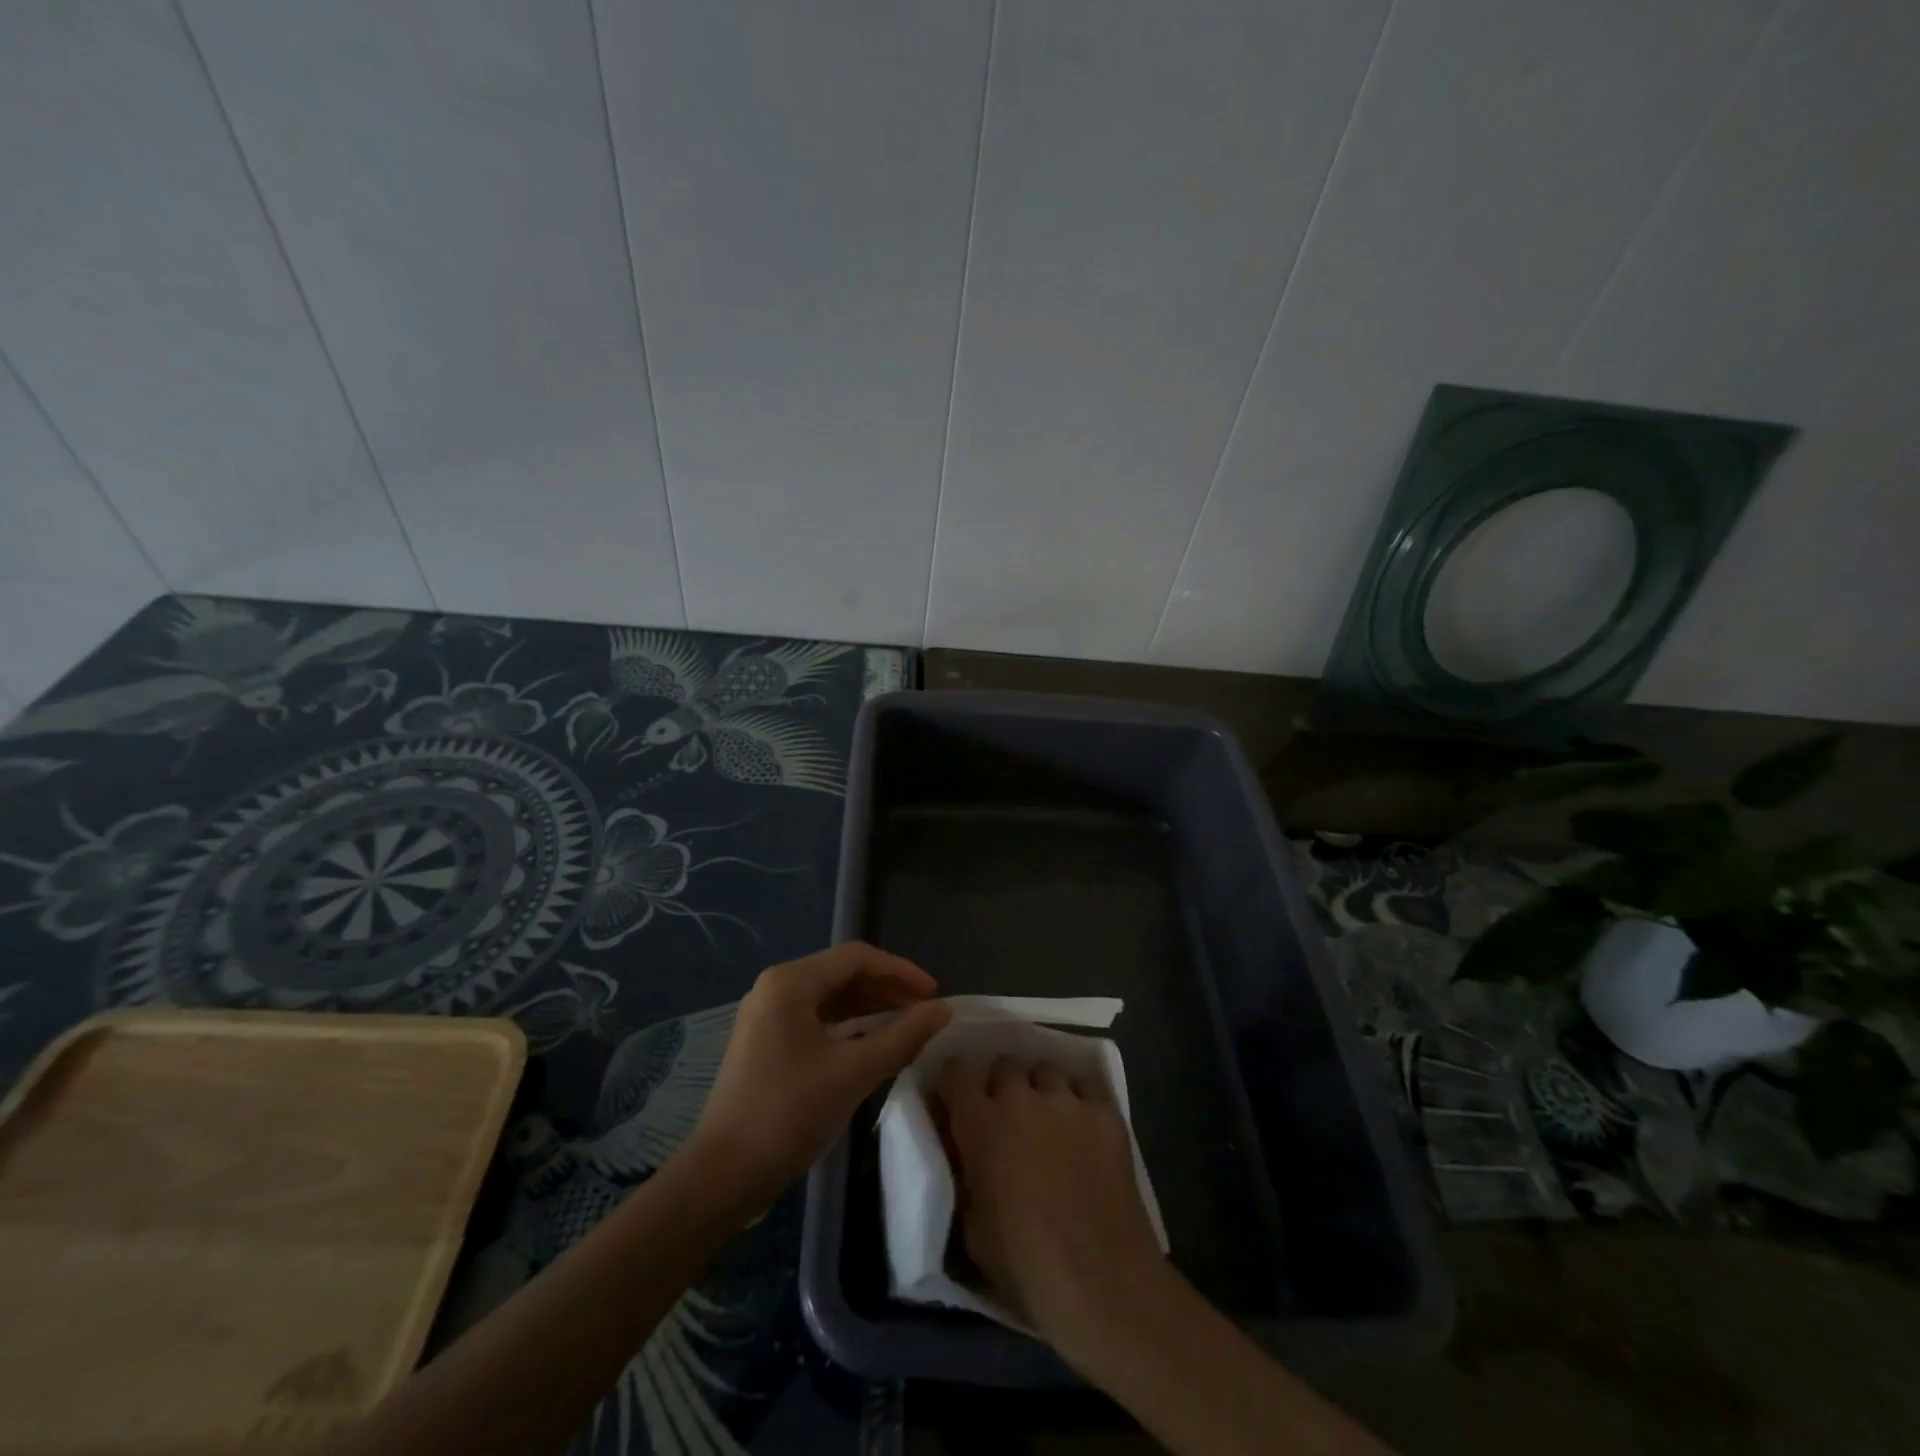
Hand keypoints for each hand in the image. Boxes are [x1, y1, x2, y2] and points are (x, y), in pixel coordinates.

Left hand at [684, 942, 950, 1215]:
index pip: (857, 958)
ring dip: (869, 1008)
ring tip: (906, 1027)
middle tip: (924, 1013)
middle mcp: (775, 987)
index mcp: (790, 982)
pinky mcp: (765, 1042)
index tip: (934, 995)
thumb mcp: (854, 1072)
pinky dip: (848, 1026)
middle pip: (842, 973)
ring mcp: (766, 1015)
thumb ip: (903, 1036)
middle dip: (887, 989)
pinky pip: (816, 1019)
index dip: (901, 971)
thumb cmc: (789, 1113)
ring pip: (830, 997)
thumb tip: (944, 1010)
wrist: (723, 1176)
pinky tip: (872, 1044)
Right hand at [936, 1055, 1169, 1357]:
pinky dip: (1080, 1097)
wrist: (1099, 1280)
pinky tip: (1084, 1123)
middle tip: (1007, 1112)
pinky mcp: (1105, 1111)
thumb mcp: (972, 1227)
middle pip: (1005, 1064)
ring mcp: (1067, 1100)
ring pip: (1046, 1069)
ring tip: (1048, 1115)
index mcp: (980, 1124)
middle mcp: (1020, 1098)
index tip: (958, 1099)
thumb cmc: (1025, 1264)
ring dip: (1041, 1087)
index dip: (956, 1083)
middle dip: (1002, 1083)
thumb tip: (969, 1156)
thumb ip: (967, 1176)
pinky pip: (1087, 1085)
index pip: (957, 1072)